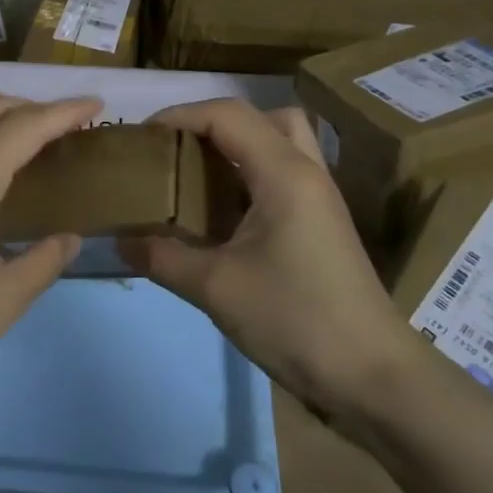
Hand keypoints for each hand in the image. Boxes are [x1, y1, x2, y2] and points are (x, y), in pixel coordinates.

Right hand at [117, 99, 415, 422]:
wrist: (371, 377)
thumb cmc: (295, 320)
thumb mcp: (216, 288)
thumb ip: (163, 257)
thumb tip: (121, 241)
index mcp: (284, 174)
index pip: (227, 115)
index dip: (180, 115)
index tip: (143, 137)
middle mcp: (306, 173)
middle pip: (263, 117)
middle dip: (214, 123)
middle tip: (180, 151)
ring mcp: (319, 198)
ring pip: (280, 143)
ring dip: (237, 147)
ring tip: (198, 177)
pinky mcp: (322, 224)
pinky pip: (283, 175)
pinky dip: (250, 176)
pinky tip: (222, 214)